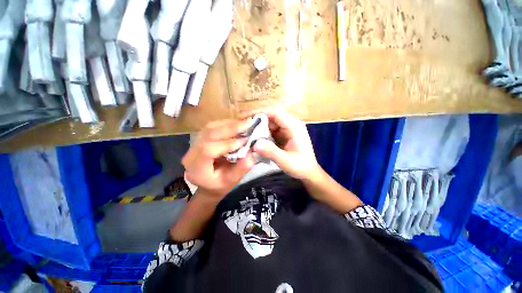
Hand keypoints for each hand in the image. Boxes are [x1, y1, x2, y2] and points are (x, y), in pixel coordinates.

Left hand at [182, 119, 255, 199]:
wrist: (209, 184)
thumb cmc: (220, 185)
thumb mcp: (232, 181)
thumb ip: (241, 168)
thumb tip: (251, 152)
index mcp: (196, 168)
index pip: (208, 150)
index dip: (227, 144)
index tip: (245, 140)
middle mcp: (191, 153)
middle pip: (208, 134)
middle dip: (231, 128)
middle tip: (249, 123)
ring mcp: (194, 143)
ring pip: (210, 127)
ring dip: (230, 123)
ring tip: (246, 121)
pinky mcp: (201, 138)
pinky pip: (213, 126)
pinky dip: (227, 123)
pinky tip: (238, 122)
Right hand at [253, 109, 320, 179]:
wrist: (308, 172)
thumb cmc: (300, 166)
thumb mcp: (285, 161)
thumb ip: (271, 152)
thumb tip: (254, 144)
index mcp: (294, 126)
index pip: (275, 113)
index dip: (260, 113)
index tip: (246, 118)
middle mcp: (290, 124)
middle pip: (271, 118)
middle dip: (258, 123)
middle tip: (244, 130)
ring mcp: (287, 129)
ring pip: (270, 124)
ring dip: (259, 129)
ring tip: (248, 136)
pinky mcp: (284, 135)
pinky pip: (271, 131)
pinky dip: (263, 135)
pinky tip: (256, 140)